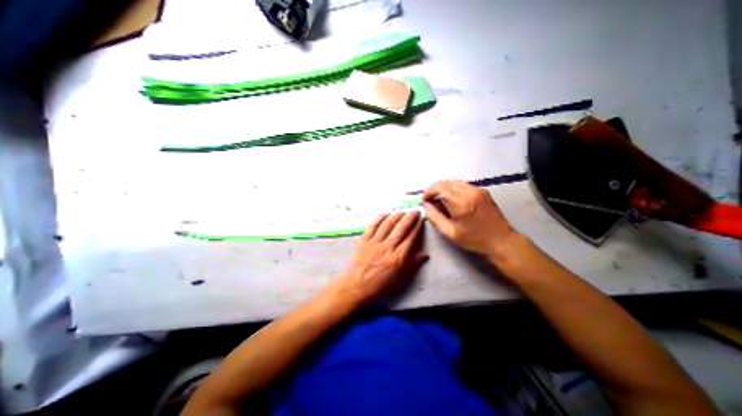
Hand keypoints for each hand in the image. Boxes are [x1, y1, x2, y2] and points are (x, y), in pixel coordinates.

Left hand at [332, 210, 429, 304]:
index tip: (421, 220)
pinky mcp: (364, 241)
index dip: (417, 228)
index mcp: (398, 258)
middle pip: (401, 228)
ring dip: (396, 216)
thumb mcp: (400, 281)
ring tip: (402, 211)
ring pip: (387, 225)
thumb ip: (413, 266)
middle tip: (415, 211)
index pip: (410, 238)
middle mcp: (387, 247)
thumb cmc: (380, 286)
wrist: (356, 286)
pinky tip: (385, 213)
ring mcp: (374, 243)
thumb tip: (424, 254)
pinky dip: (379, 218)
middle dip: (409, 218)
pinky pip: (372, 226)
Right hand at [423, 180, 520, 258]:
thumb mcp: (449, 232)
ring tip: (440, 201)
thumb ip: (434, 217)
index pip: (439, 187)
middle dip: (434, 189)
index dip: (428, 192)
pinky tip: (452, 200)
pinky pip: (462, 185)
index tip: (424, 201)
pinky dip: (453, 189)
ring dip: (443, 188)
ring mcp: (477, 189)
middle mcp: (469, 191)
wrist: (501, 240)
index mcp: (460, 202)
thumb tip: (425, 205)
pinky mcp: (482, 190)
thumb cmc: (474, 239)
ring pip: (453, 182)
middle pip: (445, 182)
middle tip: (430, 201)